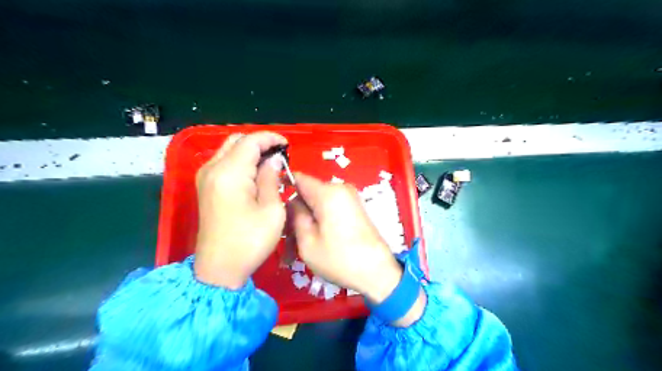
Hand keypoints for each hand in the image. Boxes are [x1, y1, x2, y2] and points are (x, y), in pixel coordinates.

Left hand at [194, 132, 288, 288]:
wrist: (219, 268)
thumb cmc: (250, 241)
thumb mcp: (271, 210)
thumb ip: (271, 178)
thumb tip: (274, 159)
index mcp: (229, 173)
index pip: (250, 141)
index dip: (270, 139)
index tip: (288, 146)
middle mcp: (212, 169)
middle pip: (237, 141)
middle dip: (260, 143)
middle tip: (280, 155)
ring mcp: (205, 177)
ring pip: (229, 150)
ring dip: (250, 152)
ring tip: (271, 164)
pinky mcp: (205, 187)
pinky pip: (224, 163)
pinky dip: (241, 161)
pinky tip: (256, 174)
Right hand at [291, 172, 402, 305]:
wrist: (378, 271)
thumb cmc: (340, 259)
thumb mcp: (307, 241)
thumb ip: (295, 216)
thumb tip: (292, 202)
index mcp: (328, 192)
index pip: (299, 178)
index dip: (283, 187)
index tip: (273, 206)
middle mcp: (340, 189)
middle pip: (308, 193)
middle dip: (295, 213)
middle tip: (287, 240)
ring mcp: (349, 198)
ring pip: (318, 204)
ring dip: (306, 221)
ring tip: (298, 248)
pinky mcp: (354, 208)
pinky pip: (330, 209)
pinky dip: (320, 222)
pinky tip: (314, 243)